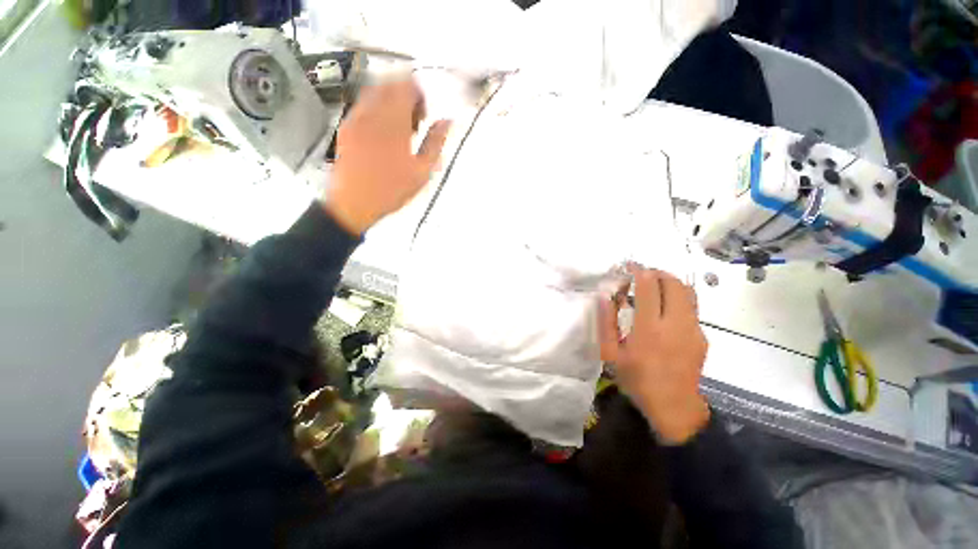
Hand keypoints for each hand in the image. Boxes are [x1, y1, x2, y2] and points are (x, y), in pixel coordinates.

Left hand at [324, 78, 451, 234]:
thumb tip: (447, 121)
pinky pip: (363, 105)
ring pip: (374, 92)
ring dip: (390, 102)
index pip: (406, 86)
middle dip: (405, 96)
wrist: (353, 203)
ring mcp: (355, 117)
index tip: (425, 114)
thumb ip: (435, 143)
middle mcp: (372, 112)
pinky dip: (377, 110)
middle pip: (389, 84)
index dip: (419, 94)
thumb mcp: (422, 171)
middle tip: (415, 121)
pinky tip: (383, 132)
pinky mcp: (345, 126)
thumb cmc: (392, 189)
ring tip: (400, 128)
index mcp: (393, 121)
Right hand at [599, 265, 709, 443]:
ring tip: (654, 289)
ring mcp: (693, 329)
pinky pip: (691, 308)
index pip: (649, 286)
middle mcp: (676, 324)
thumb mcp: (611, 353)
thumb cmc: (636, 379)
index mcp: (649, 328)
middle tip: (641, 276)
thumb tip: (604, 296)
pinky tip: (664, 313)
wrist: (673, 406)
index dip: (639, 270)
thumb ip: (606, 322)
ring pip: (687, 292)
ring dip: (669, 283)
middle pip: (673, 283)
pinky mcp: (702, 336)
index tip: (629, 266)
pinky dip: (677, 299)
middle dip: (657, 273)